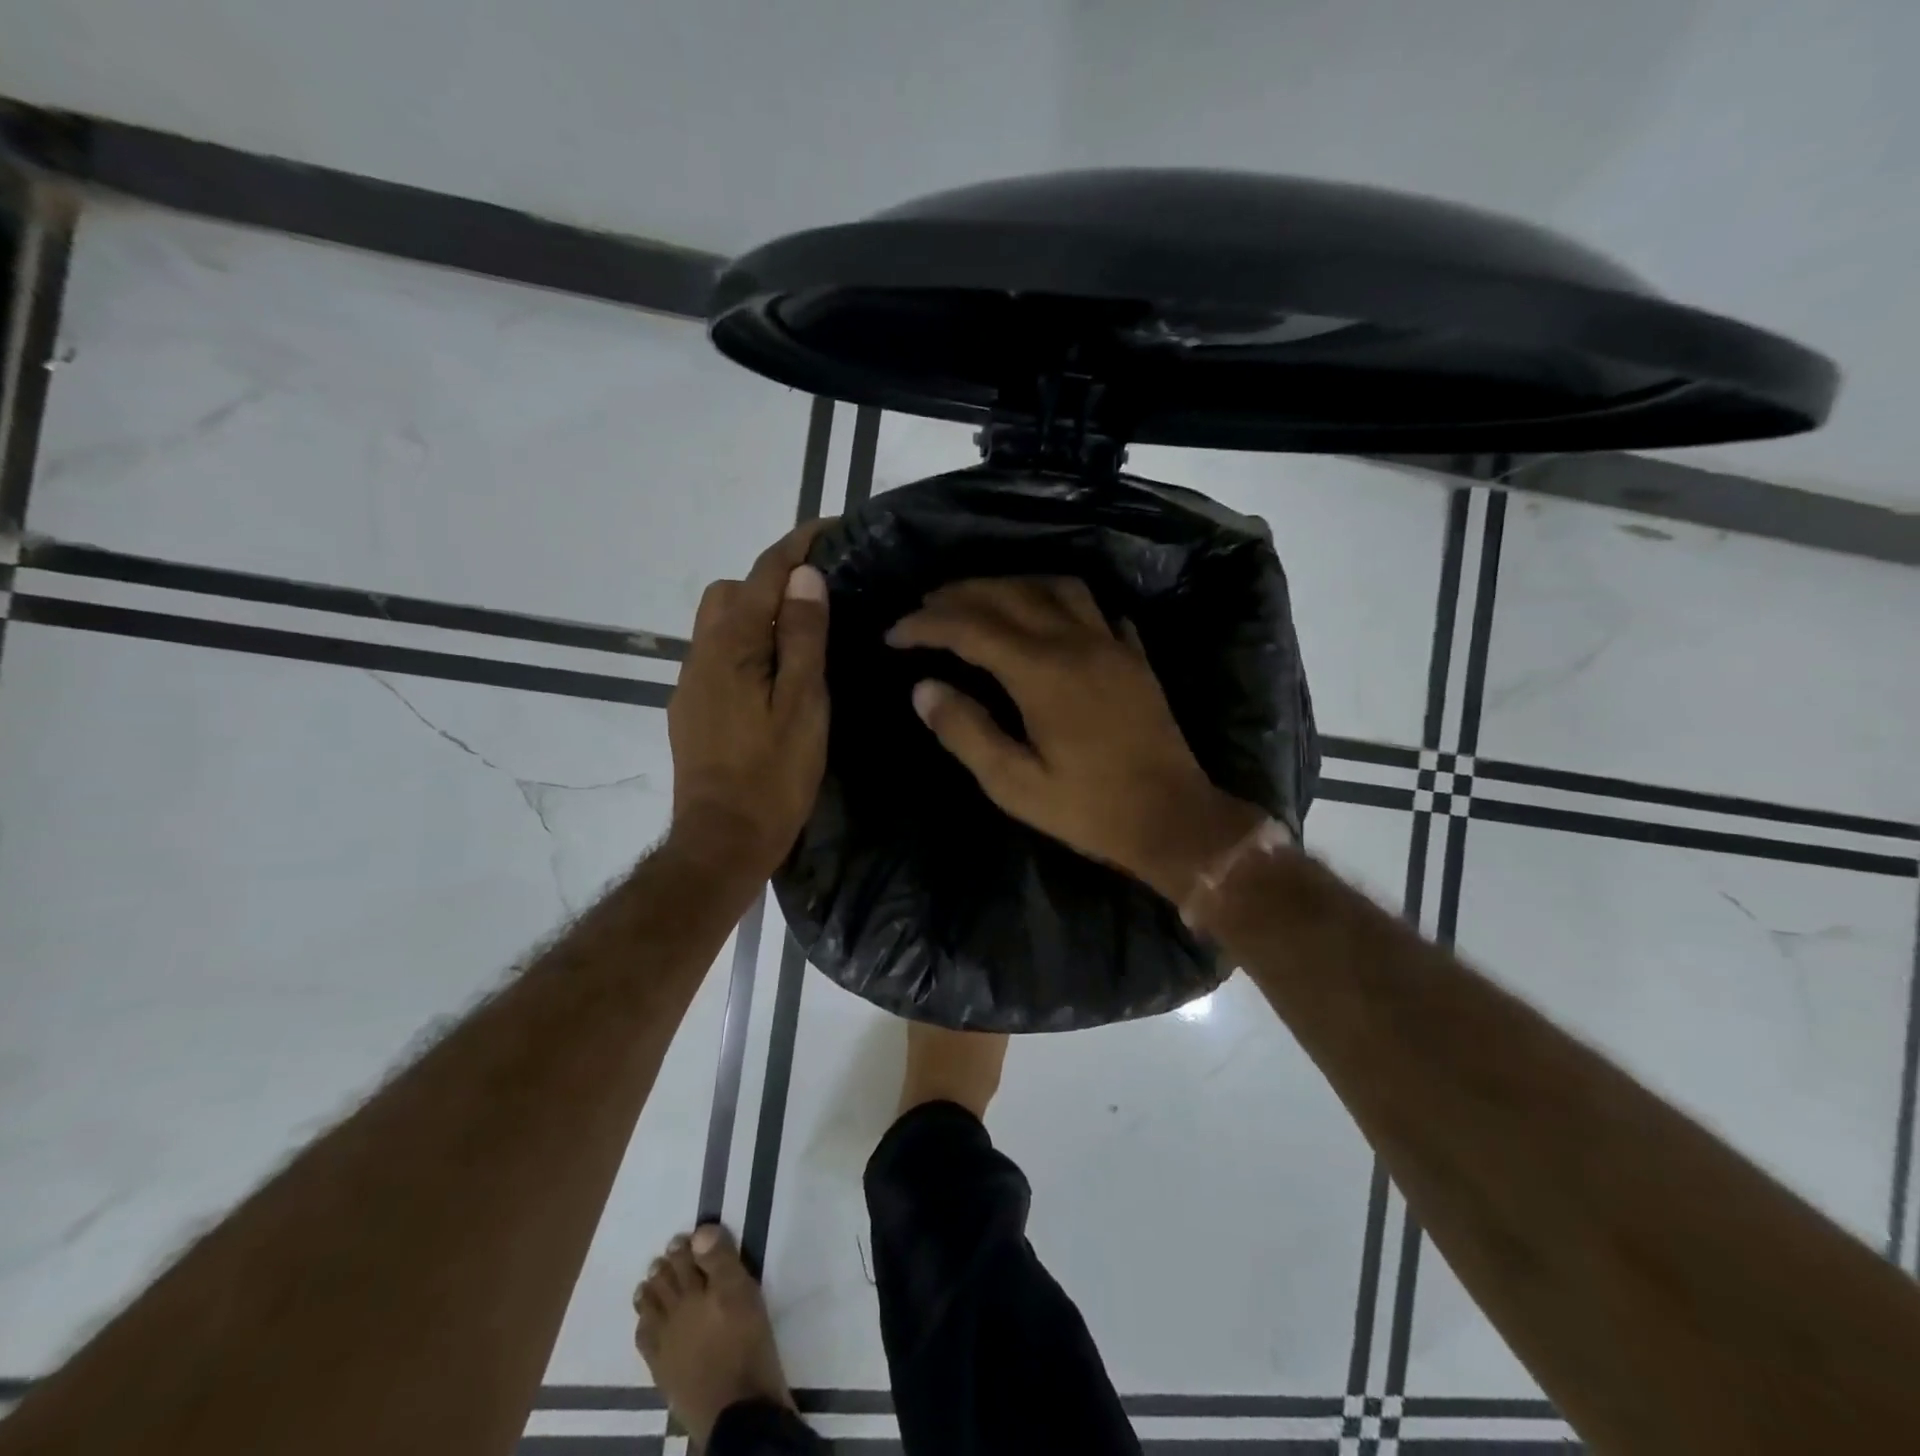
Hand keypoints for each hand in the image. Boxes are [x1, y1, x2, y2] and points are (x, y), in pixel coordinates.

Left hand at [667, 522, 831, 880]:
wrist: (723, 839)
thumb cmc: (773, 774)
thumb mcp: (803, 704)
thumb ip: (803, 638)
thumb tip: (804, 578)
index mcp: (732, 647)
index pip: (764, 575)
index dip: (797, 546)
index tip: (831, 528)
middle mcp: (702, 654)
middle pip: (731, 592)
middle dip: (771, 580)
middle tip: (819, 600)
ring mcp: (692, 682)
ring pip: (720, 625)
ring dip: (757, 615)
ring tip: (802, 638)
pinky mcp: (692, 708)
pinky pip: (718, 656)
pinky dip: (747, 646)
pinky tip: (775, 677)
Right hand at [887, 577, 1265, 902]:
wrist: (1173, 820)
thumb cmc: (1088, 809)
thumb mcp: (1014, 785)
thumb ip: (966, 732)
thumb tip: (924, 688)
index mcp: (1042, 673)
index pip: (970, 629)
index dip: (926, 625)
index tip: (894, 634)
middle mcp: (1076, 643)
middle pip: (1009, 595)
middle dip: (959, 595)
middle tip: (924, 606)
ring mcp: (1112, 644)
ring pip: (1055, 588)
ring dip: (1011, 584)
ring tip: (981, 599)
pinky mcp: (1135, 656)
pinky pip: (1095, 607)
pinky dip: (1061, 600)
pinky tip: (1049, 614)